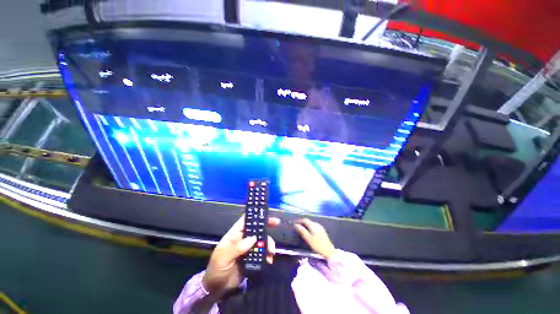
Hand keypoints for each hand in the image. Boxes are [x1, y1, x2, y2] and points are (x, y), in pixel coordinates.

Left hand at [203, 215, 279, 297]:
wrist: (217, 290)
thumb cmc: (216, 270)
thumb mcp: (222, 258)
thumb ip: (237, 248)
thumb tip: (254, 238)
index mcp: (234, 235)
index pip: (245, 221)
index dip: (254, 215)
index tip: (265, 213)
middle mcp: (243, 239)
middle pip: (256, 229)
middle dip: (266, 226)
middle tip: (277, 223)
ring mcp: (248, 249)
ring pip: (261, 240)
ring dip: (268, 244)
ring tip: (271, 253)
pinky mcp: (253, 259)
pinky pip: (263, 253)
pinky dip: (268, 255)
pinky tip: (269, 260)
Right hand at [294, 218, 335, 259]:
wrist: (329, 252)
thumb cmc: (317, 245)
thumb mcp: (308, 239)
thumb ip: (302, 231)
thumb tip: (296, 225)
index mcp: (313, 225)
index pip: (305, 220)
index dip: (299, 221)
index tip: (294, 224)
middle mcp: (317, 224)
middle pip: (308, 221)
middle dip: (302, 223)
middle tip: (297, 227)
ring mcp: (320, 227)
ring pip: (311, 224)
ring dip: (306, 225)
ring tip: (302, 230)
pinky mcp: (322, 231)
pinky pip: (314, 226)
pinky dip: (310, 228)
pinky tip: (309, 232)